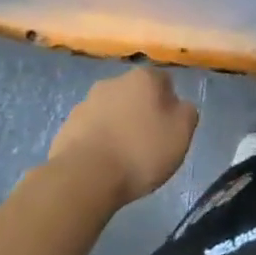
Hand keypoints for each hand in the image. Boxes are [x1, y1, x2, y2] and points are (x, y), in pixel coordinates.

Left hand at [49, 67, 197, 205]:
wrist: (85, 176)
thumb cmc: (140, 152)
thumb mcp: (180, 135)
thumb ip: (187, 113)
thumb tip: (180, 106)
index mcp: (144, 78)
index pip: (164, 81)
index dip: (169, 104)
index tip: (169, 130)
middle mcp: (115, 81)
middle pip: (135, 93)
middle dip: (141, 112)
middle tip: (147, 144)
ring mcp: (88, 101)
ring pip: (111, 110)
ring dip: (118, 125)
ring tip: (123, 158)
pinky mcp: (69, 124)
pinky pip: (91, 128)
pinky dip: (98, 140)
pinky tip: (102, 164)